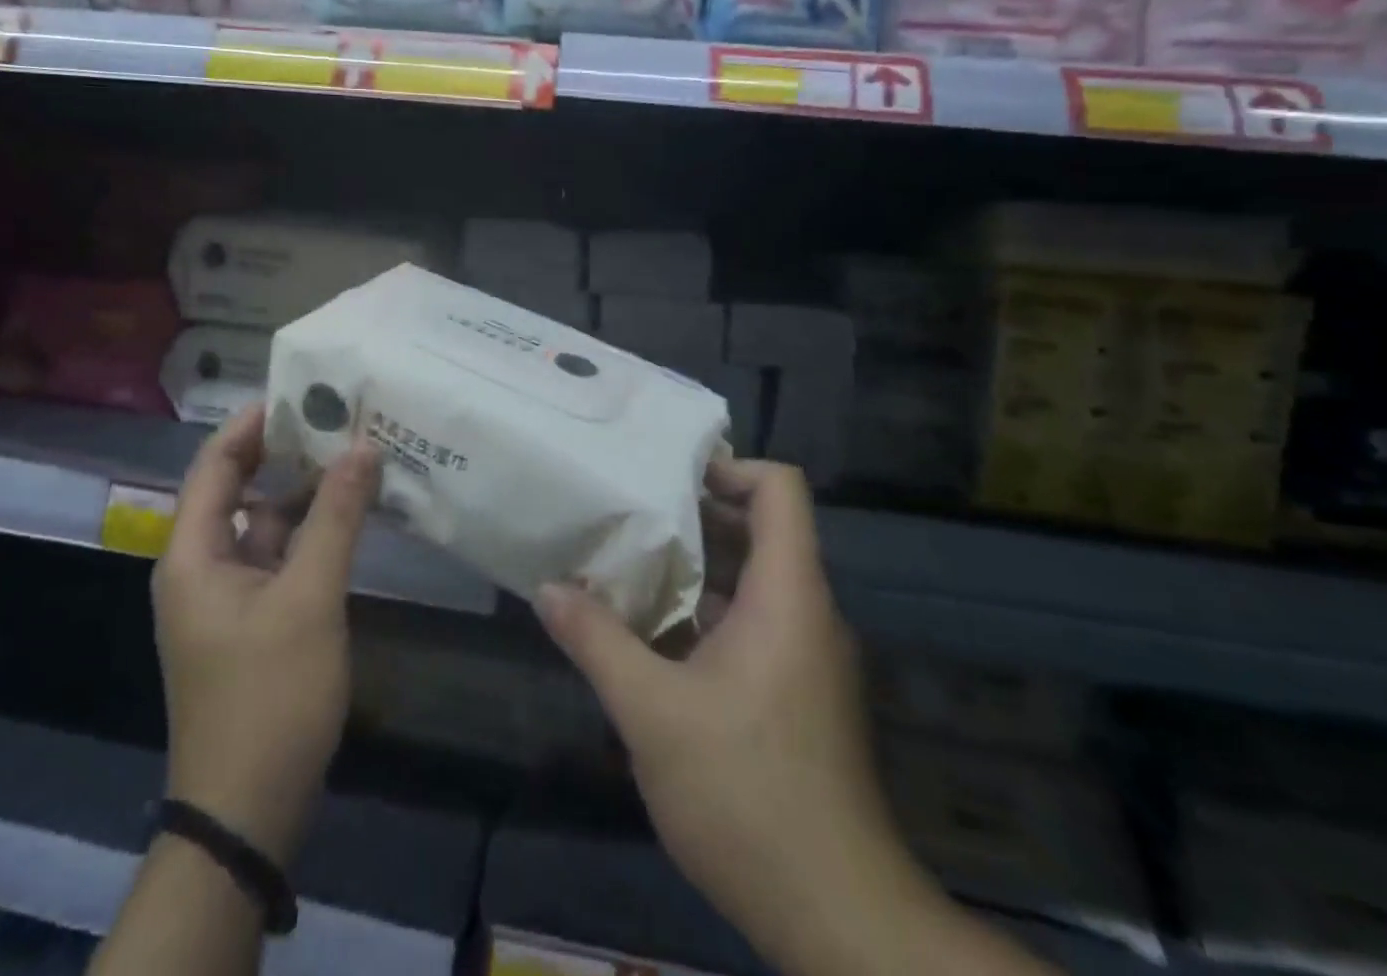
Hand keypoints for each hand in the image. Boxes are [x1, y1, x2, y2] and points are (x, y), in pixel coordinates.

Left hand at [153, 403, 381, 865]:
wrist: (248, 812)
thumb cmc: (269, 696)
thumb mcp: (309, 598)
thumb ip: (336, 518)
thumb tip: (362, 445)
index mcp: (193, 554)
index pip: (216, 465)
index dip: (253, 424)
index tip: (302, 392)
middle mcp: (203, 566)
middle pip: (242, 490)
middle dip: (288, 454)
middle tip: (340, 419)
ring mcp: (231, 596)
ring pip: (267, 524)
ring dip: (306, 494)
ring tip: (356, 456)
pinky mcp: (256, 620)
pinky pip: (282, 557)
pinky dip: (313, 533)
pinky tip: (353, 516)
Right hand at [535, 460, 932, 975]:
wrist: (840, 920)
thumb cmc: (748, 795)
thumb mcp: (652, 713)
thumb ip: (597, 641)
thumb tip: (547, 588)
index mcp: (787, 595)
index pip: (780, 489)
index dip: (728, 466)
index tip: (666, 477)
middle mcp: (805, 613)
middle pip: (759, 528)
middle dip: (693, 514)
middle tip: (628, 512)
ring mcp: (805, 656)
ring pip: (751, 580)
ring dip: (692, 568)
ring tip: (626, 564)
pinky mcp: (797, 694)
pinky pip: (752, 624)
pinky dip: (704, 613)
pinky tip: (650, 635)